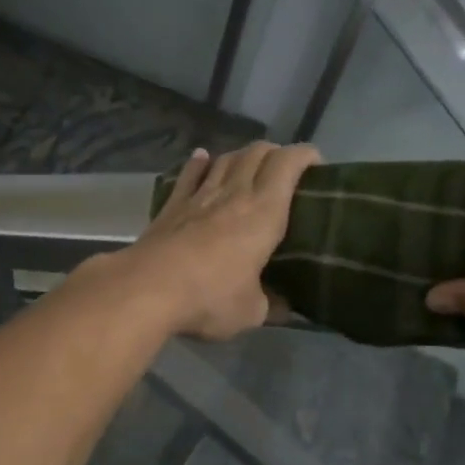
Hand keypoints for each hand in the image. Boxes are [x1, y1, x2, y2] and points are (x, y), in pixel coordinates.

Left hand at [120, 141, 321, 340]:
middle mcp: (234, 194)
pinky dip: (199, 163)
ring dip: (240, 156)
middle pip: (256, 153)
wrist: (148, 288)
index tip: (316, 163)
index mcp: (264, 212)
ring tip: (249, 164)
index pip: (288, 164)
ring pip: (224, 160)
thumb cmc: (210, 297)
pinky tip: (202, 158)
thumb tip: (284, 308)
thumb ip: (270, 304)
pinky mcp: (171, 206)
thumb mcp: (250, 312)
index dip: (305, 155)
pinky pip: (188, 175)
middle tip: (285, 169)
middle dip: (275, 152)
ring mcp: (199, 197)